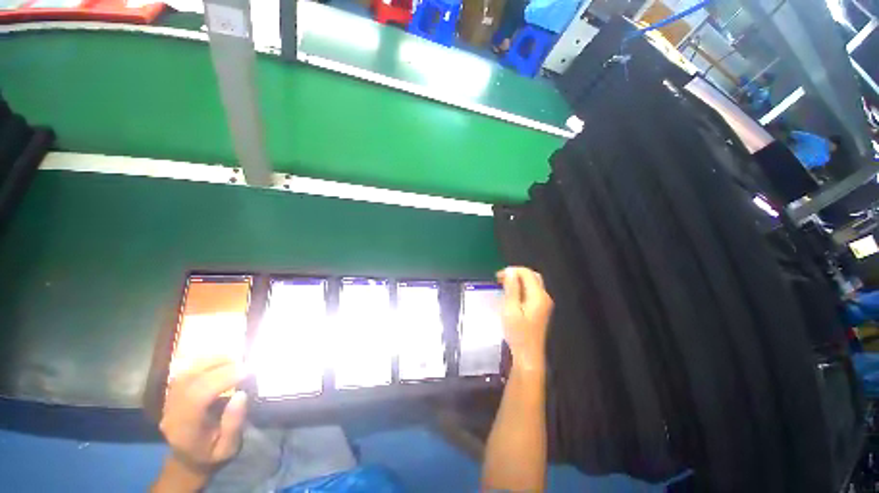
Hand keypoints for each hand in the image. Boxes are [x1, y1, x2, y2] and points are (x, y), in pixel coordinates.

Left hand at [159, 358, 247, 477]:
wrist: (188, 458)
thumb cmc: (212, 453)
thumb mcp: (228, 448)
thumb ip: (233, 424)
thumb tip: (242, 394)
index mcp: (184, 430)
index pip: (198, 397)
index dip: (224, 379)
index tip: (248, 372)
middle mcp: (172, 412)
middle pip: (192, 381)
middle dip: (222, 368)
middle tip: (246, 364)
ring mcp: (169, 400)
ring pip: (188, 372)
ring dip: (213, 361)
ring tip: (236, 359)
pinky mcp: (172, 392)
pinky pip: (186, 371)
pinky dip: (205, 362)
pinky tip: (221, 360)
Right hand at [497, 267, 553, 372]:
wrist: (528, 356)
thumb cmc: (518, 333)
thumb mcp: (511, 309)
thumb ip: (511, 289)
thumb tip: (510, 271)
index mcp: (538, 296)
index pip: (527, 273)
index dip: (512, 271)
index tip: (498, 277)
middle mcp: (544, 297)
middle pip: (532, 276)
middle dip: (516, 274)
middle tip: (501, 279)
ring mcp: (544, 304)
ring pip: (532, 283)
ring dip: (518, 281)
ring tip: (503, 286)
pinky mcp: (540, 309)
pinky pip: (531, 292)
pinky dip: (521, 289)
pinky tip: (511, 295)